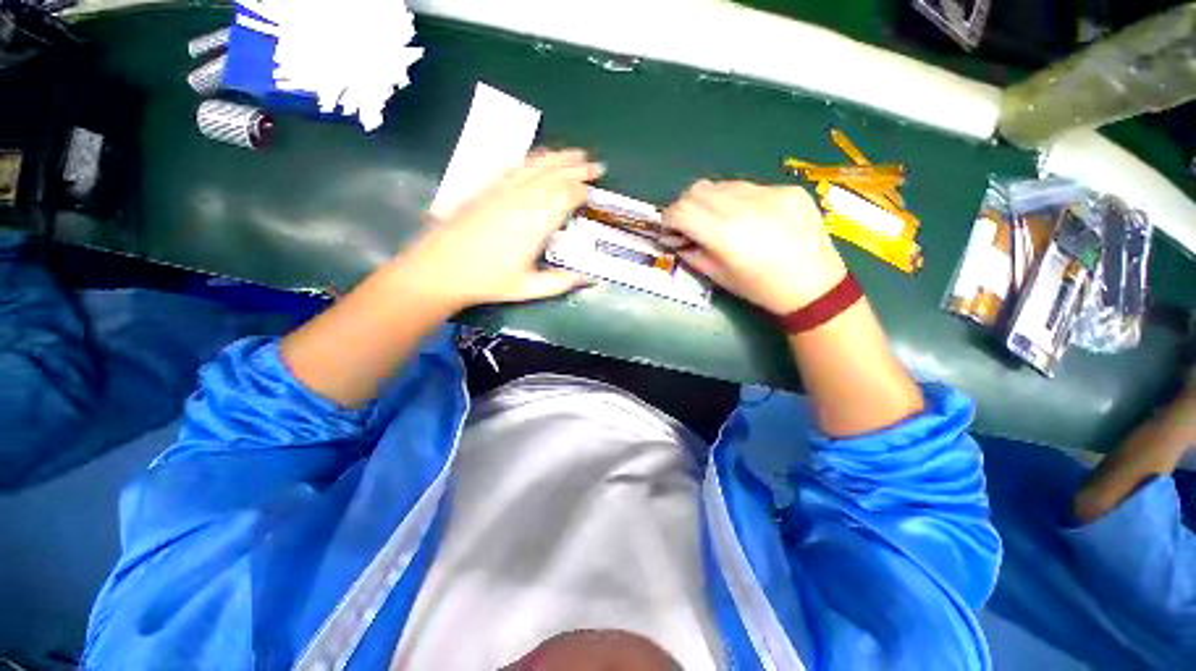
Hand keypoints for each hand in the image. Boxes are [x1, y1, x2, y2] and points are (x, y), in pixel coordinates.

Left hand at [399, 149, 604, 310]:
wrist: (441, 270)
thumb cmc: (488, 282)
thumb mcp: (530, 288)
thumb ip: (562, 282)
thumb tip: (591, 279)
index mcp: (535, 223)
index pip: (566, 197)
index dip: (583, 191)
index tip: (594, 193)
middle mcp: (521, 200)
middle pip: (554, 176)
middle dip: (577, 169)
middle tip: (596, 166)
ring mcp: (501, 191)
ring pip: (535, 166)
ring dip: (558, 158)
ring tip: (575, 154)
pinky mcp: (486, 189)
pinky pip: (514, 167)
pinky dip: (531, 160)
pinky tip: (538, 159)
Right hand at [662, 180, 845, 313]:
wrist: (814, 285)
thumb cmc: (759, 288)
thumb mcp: (718, 276)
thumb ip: (692, 253)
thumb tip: (676, 239)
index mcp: (723, 233)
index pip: (681, 209)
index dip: (668, 218)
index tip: (669, 229)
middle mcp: (743, 205)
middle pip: (697, 190)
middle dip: (686, 206)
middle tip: (690, 224)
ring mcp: (768, 192)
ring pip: (722, 184)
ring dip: (711, 201)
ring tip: (720, 220)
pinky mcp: (787, 188)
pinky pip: (750, 187)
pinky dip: (738, 199)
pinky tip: (750, 217)